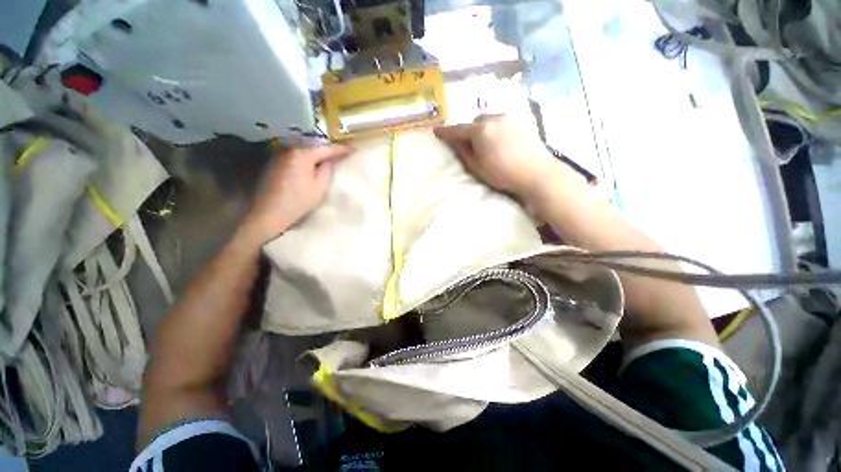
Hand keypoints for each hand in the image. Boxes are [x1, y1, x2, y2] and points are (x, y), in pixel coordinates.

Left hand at [240, 143, 352, 244]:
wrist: (268, 214)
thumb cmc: (297, 202)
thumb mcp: (319, 188)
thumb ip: (327, 170)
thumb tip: (330, 161)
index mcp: (302, 155)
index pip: (326, 149)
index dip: (341, 149)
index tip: (354, 148)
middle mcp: (289, 150)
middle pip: (314, 147)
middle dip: (328, 150)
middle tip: (343, 153)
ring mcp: (279, 156)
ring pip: (304, 152)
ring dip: (317, 155)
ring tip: (329, 159)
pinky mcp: (274, 165)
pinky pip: (295, 158)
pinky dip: (306, 160)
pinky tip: (312, 166)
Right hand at [434, 115, 560, 202]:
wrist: (536, 173)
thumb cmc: (503, 174)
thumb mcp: (477, 167)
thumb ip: (463, 152)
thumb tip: (453, 141)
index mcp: (480, 130)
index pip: (458, 130)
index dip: (445, 132)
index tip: (436, 131)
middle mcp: (494, 118)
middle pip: (474, 121)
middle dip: (469, 131)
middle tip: (470, 145)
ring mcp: (509, 117)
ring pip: (489, 119)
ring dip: (483, 129)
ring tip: (487, 144)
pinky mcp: (521, 120)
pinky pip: (502, 121)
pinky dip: (496, 128)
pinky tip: (501, 141)